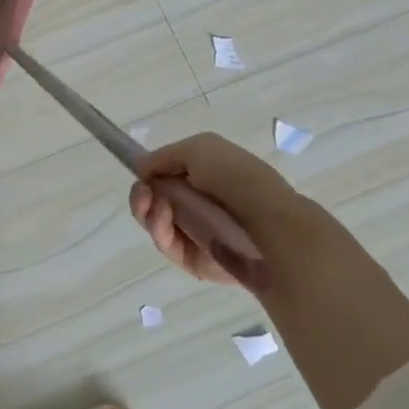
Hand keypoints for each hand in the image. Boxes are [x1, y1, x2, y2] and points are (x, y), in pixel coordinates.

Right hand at [127, 132, 353, 296]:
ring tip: (155, 203)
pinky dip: (158, 229)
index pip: (167, 175)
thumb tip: (141, 167)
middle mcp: (200, 204)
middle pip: (155, 200)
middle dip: (142, 193)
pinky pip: (165, 244)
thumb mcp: (199, 148)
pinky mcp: (193, 260)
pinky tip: (163, 216)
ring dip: (147, 209)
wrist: (267, 224)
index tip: (141, 173)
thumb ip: (164, 156)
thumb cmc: (236, 178)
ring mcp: (196, 233)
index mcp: (207, 176)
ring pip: (155, 222)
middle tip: (142, 192)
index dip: (150, 173)